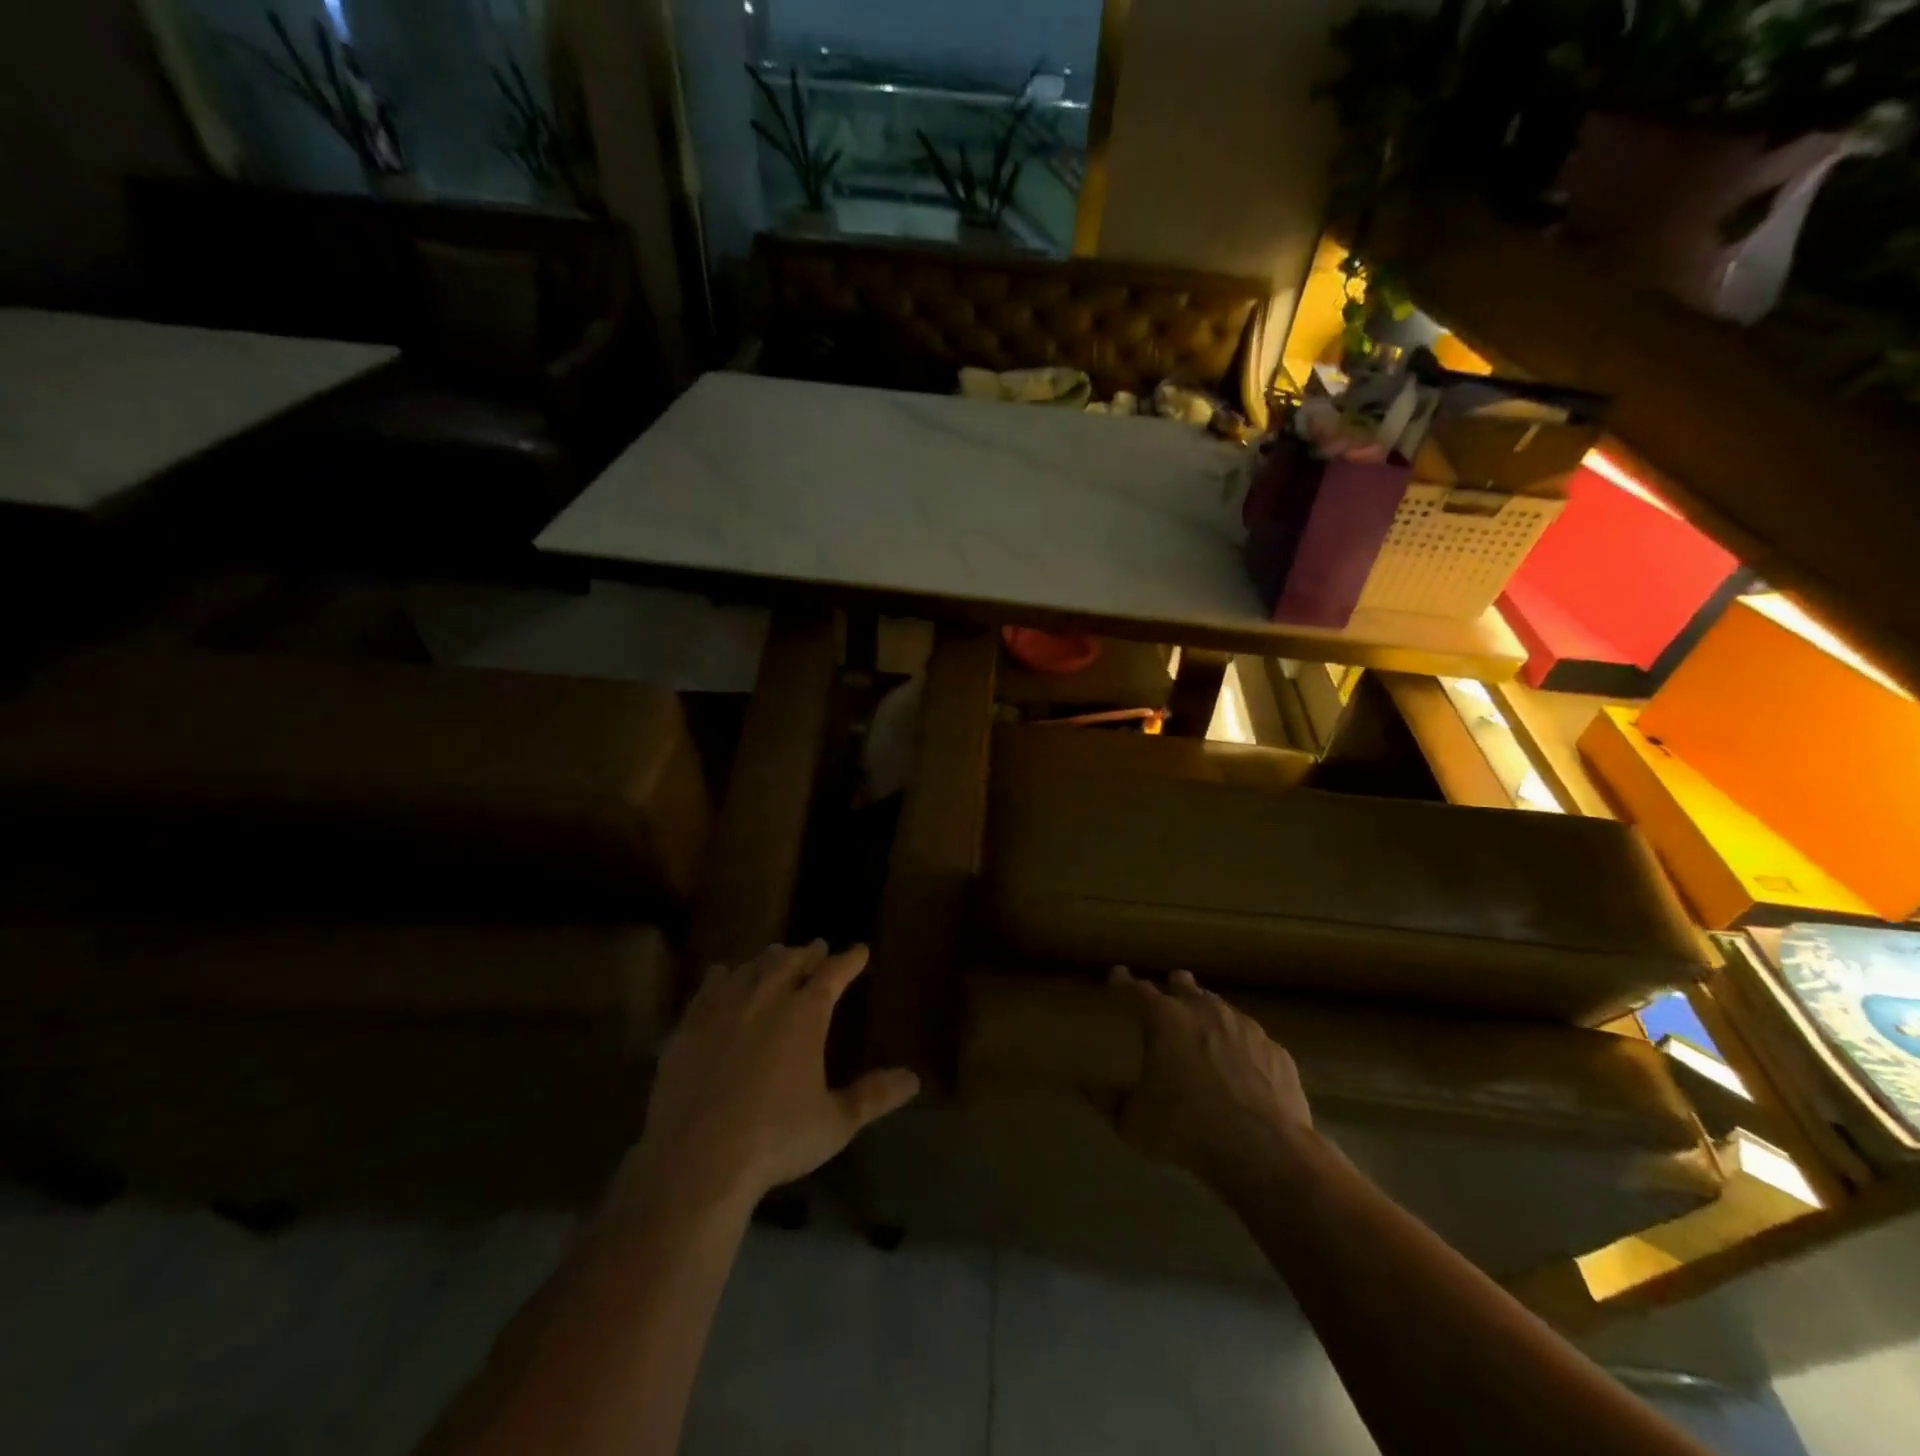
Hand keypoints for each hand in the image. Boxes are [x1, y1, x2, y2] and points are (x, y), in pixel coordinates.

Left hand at [628, 942, 919, 1211]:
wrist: (697, 1159)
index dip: (849, 960)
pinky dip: (723, 975)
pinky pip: (709, 987)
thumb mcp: (835, 1122)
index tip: (859, 950)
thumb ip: (873, 1096)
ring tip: (778, 955)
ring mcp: (724, 1008)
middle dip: (808, 954)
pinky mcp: (689, 1026)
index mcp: (805, 1014)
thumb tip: (913, 1079)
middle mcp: (766, 998)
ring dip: (769, 959)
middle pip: (791, 962)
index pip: (833, 974)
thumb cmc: (776, 1139)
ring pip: (752, 968)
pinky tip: (722, 974)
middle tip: (818, 947)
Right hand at [1109, 967, 1313, 1187]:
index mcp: (1165, 1019)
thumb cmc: (1186, 1128)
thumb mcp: (1134, 1122)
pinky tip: (1244, 1067)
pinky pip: (1253, 1041)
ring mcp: (1245, 1028)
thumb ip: (1108, 1101)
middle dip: (1175, 987)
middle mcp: (1205, 1011)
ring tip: (1206, 1028)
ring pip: (1222, 1009)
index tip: (1116, 976)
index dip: (1124, 983)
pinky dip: (1243, 1047)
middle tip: (1170, 992)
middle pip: (1185, 987)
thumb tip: (1082, 1087)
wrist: (1263, 1150)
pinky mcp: (1276, 1051)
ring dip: (1210, 1015)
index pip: (1137, 990)